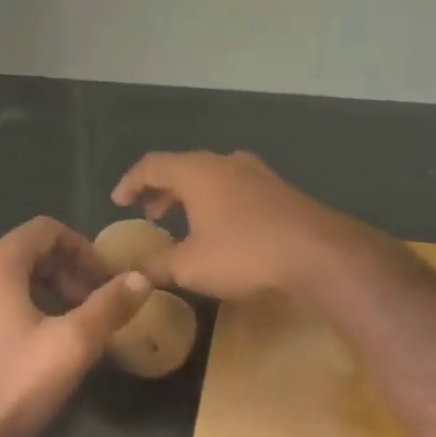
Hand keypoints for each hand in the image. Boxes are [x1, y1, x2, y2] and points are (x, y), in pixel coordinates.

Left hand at [0, 217, 151, 436]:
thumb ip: (110, 305)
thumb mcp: (73, 344)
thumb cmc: (13, 383)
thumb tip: (140, 278)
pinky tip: (21, 351)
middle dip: (63, 273)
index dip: (83, 249)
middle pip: (23, 254)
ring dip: (37, 294)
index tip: (105, 281)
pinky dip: (8, 314)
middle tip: (90, 306)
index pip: (46, 230)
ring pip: (0, 283)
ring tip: (61, 328)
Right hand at [111, 151, 377, 301]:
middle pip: (184, 168)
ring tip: (183, 223)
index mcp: (197, 171)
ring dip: (192, 197)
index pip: (152, 165)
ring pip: (213, 178)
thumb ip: (157, 267)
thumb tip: (134, 274)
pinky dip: (218, 203)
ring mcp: (258, 174)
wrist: (317, 253)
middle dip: (162, 190)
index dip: (131, 182)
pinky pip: (236, 190)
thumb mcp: (190, 266)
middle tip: (150, 213)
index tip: (118, 201)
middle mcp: (226, 163)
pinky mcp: (280, 192)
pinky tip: (223, 230)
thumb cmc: (243, 252)